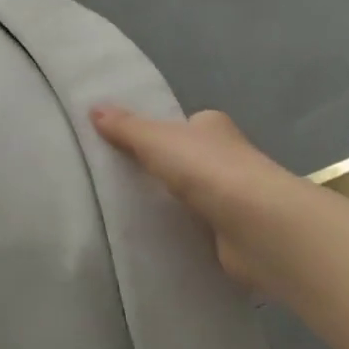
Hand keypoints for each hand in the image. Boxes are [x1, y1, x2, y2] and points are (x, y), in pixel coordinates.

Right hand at [91, 106, 323, 293]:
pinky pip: (201, 228)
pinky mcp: (235, 233)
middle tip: (124, 183)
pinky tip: (161, 239)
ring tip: (134, 213)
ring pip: (195, 195)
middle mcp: (228, 157)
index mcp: (213, 126)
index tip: (131, 149)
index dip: (161, 134)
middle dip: (166, 171)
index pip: (184, 125)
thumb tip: (93, 108)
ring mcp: (235, 197)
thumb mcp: (156, 140)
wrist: (256, 226)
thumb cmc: (207, 169)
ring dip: (176, 203)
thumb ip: (126, 127)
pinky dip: (185, 232)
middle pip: (189, 160)